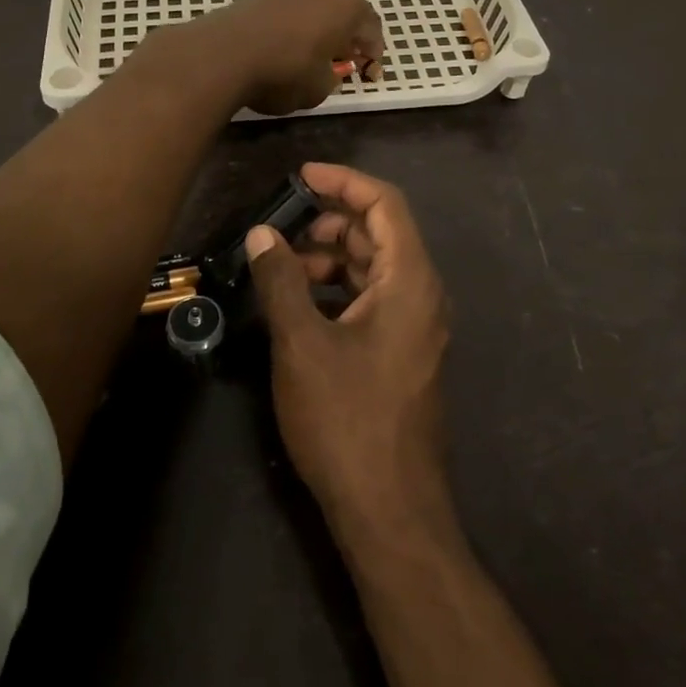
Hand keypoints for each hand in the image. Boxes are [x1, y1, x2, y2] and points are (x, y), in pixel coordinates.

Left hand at [187, 0, 382, 115]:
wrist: (224, 54)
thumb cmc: (283, 72)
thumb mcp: (320, 88)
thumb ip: (333, 76)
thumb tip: (330, 70)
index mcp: (349, 6)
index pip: (372, 28)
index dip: (373, 54)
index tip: (368, 74)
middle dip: (354, 18)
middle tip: (346, 47)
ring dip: (326, 12)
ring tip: (318, 42)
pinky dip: (302, 14)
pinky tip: (291, 37)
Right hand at [247, 163, 455, 547]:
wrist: (389, 510)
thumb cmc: (347, 420)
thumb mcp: (303, 344)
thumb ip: (281, 281)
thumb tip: (263, 235)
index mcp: (410, 280)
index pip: (385, 204)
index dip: (344, 181)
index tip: (302, 176)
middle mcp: (422, 294)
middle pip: (381, 233)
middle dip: (334, 220)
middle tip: (285, 225)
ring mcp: (416, 326)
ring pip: (376, 267)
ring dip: (333, 255)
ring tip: (285, 264)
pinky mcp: (402, 352)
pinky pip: (374, 298)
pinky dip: (340, 287)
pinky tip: (302, 301)